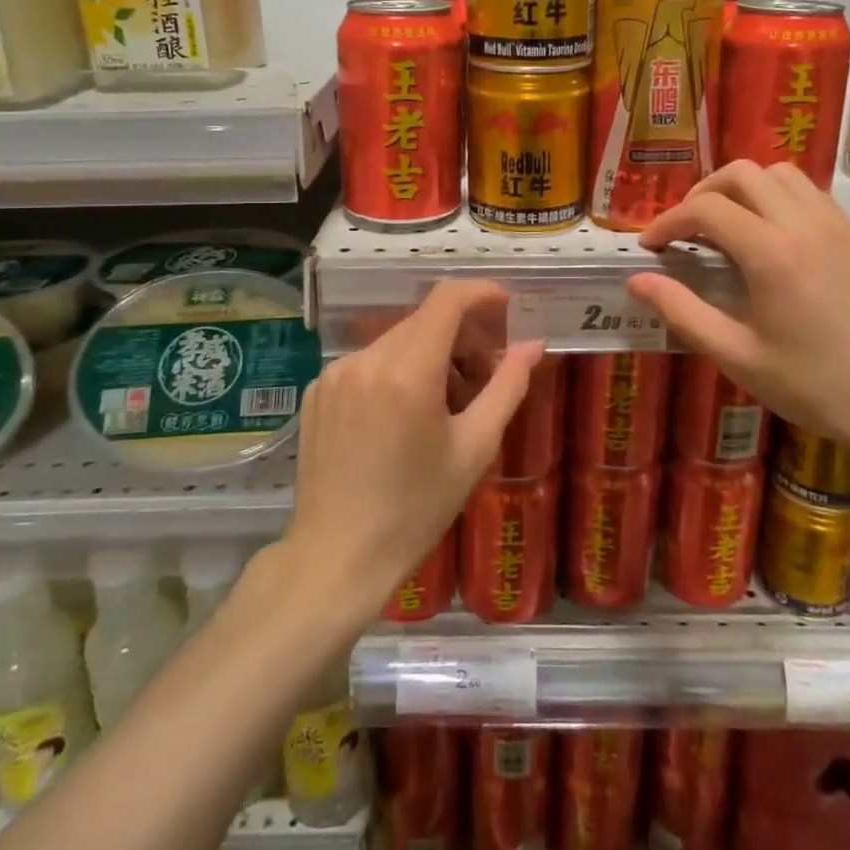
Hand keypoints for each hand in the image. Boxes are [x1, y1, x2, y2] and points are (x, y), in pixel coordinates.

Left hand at [284, 280, 542, 620]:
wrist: (337, 557)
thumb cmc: (416, 509)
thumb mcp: (474, 449)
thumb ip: (507, 387)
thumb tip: (533, 345)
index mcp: (407, 372)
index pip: (446, 300)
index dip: (480, 293)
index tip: (504, 306)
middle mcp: (366, 360)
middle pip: (423, 321)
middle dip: (460, 335)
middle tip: (482, 376)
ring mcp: (334, 374)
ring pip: (395, 341)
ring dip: (428, 354)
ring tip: (443, 404)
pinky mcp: (317, 391)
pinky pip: (367, 363)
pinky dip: (394, 371)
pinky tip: (401, 417)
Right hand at [626, 161, 849, 475]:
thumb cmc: (816, 386)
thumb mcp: (738, 357)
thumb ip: (682, 312)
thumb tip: (636, 281)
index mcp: (771, 253)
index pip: (705, 209)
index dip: (668, 221)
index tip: (650, 247)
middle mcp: (803, 223)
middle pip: (741, 173)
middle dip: (702, 193)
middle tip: (685, 231)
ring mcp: (835, 224)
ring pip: (778, 173)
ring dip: (742, 189)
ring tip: (725, 227)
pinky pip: (807, 191)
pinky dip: (775, 197)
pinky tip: (768, 237)